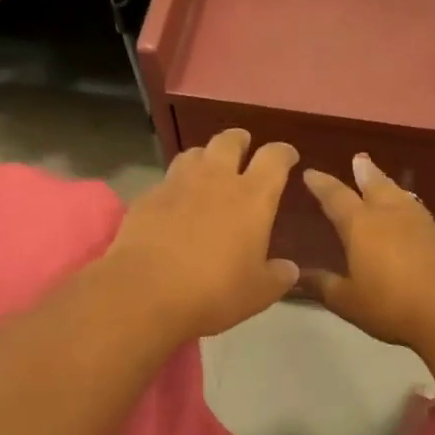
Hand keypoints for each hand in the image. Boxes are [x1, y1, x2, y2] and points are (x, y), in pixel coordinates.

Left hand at [104, 129, 300, 339]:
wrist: (146, 292)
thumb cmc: (213, 292)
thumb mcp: (258, 293)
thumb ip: (277, 277)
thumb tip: (288, 269)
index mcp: (252, 197)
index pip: (274, 158)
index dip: (284, 153)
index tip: (288, 157)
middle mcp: (216, 179)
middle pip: (229, 141)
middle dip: (240, 141)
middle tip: (244, 150)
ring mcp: (177, 184)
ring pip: (194, 153)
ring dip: (205, 157)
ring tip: (208, 170)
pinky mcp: (147, 197)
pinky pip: (166, 180)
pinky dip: (176, 186)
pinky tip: (174, 203)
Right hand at [302, 154, 434, 351]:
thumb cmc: (392, 306)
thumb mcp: (348, 301)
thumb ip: (323, 286)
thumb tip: (298, 276)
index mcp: (362, 226)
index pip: (336, 197)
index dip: (321, 184)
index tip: (311, 173)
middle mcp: (391, 215)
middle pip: (375, 185)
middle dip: (364, 172)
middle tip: (359, 159)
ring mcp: (422, 223)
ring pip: (402, 195)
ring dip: (389, 185)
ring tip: (384, 182)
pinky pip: (421, 214)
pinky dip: (410, 209)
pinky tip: (413, 219)